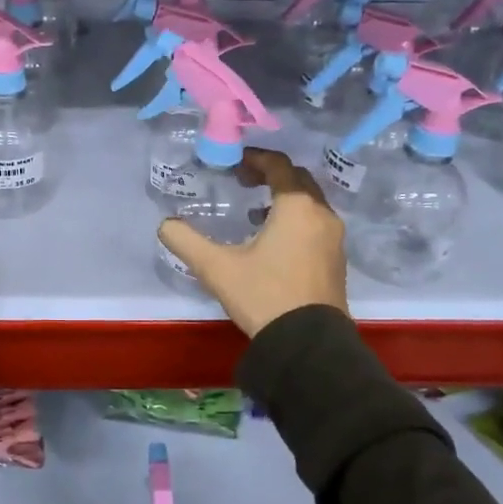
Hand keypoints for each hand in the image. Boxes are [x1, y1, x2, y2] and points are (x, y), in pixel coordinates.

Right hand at [158, 147, 348, 336]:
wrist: (308, 345)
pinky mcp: (337, 259)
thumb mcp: (216, 267)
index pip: (278, 165)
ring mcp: (334, 238)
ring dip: (284, 197)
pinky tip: (273, 240)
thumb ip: (186, 240)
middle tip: (243, 182)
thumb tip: (165, 225)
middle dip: (270, 174)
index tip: (233, 165)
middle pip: (298, 179)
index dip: (254, 159)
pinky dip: (296, 218)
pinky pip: (316, 223)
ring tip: (255, 211)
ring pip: (310, 202)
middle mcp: (322, 214)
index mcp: (297, 207)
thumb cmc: (264, 296)